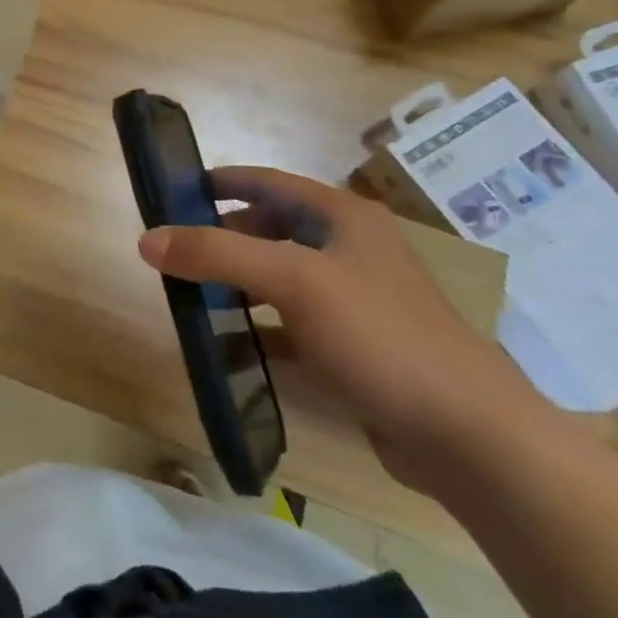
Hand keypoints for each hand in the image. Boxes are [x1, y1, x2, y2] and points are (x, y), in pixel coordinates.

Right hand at [138, 167, 554, 497]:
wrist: (469, 436)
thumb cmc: (380, 336)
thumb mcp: (292, 282)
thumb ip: (217, 254)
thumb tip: (147, 239)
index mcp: (342, 218)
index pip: (269, 181)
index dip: (223, 181)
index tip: (175, 188)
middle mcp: (350, 249)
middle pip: (271, 228)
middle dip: (222, 236)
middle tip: (175, 249)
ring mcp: (355, 299)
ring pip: (279, 277)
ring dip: (236, 282)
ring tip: (189, 294)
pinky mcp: (355, 346)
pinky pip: (291, 324)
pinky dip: (257, 328)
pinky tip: (227, 347)